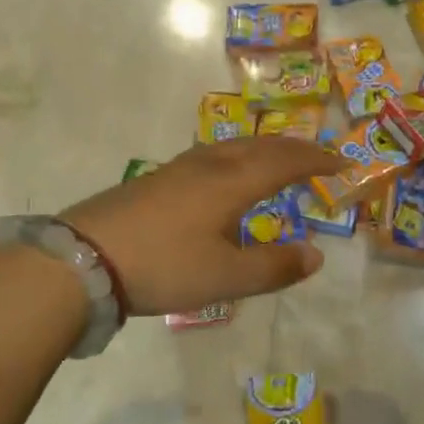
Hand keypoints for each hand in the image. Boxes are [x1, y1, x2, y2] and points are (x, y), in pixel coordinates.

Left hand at [61, 138, 341, 316]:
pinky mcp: (156, 179)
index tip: (344, 163)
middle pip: (261, 146)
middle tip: (319, 156)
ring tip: (278, 160)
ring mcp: (179, 168)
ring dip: (265, 149)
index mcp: (232, 181)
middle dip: (295, 149)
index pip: (286, 161)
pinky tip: (225, 176)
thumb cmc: (163, 265)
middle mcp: (210, 165)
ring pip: (234, 147)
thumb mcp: (225, 277)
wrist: (80, 259)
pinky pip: (212, 156)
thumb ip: (274, 267)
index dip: (318, 161)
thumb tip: (316, 256)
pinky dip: (238, 158)